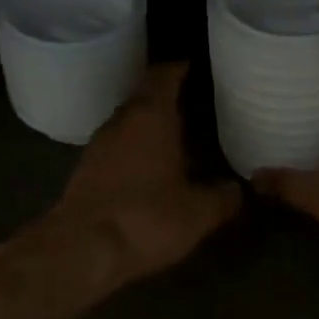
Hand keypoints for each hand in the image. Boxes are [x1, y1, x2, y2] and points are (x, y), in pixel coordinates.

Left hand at [28, 62, 241, 290]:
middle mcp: (122, 122)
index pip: (164, 76)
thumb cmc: (146, 219)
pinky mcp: (87, 171)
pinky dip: (137, 149)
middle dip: (169, 97)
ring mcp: (99, 146)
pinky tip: (153, 167)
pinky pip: (118, 147)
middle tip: (199, 103)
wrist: (81, 251)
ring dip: (151, 125)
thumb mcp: (199, 213)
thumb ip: (223, 197)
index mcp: (151, 117)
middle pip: (145, 97)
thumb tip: (238, 189)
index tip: (199, 67)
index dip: (181, 68)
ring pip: (130, 123)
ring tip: (180, 135)